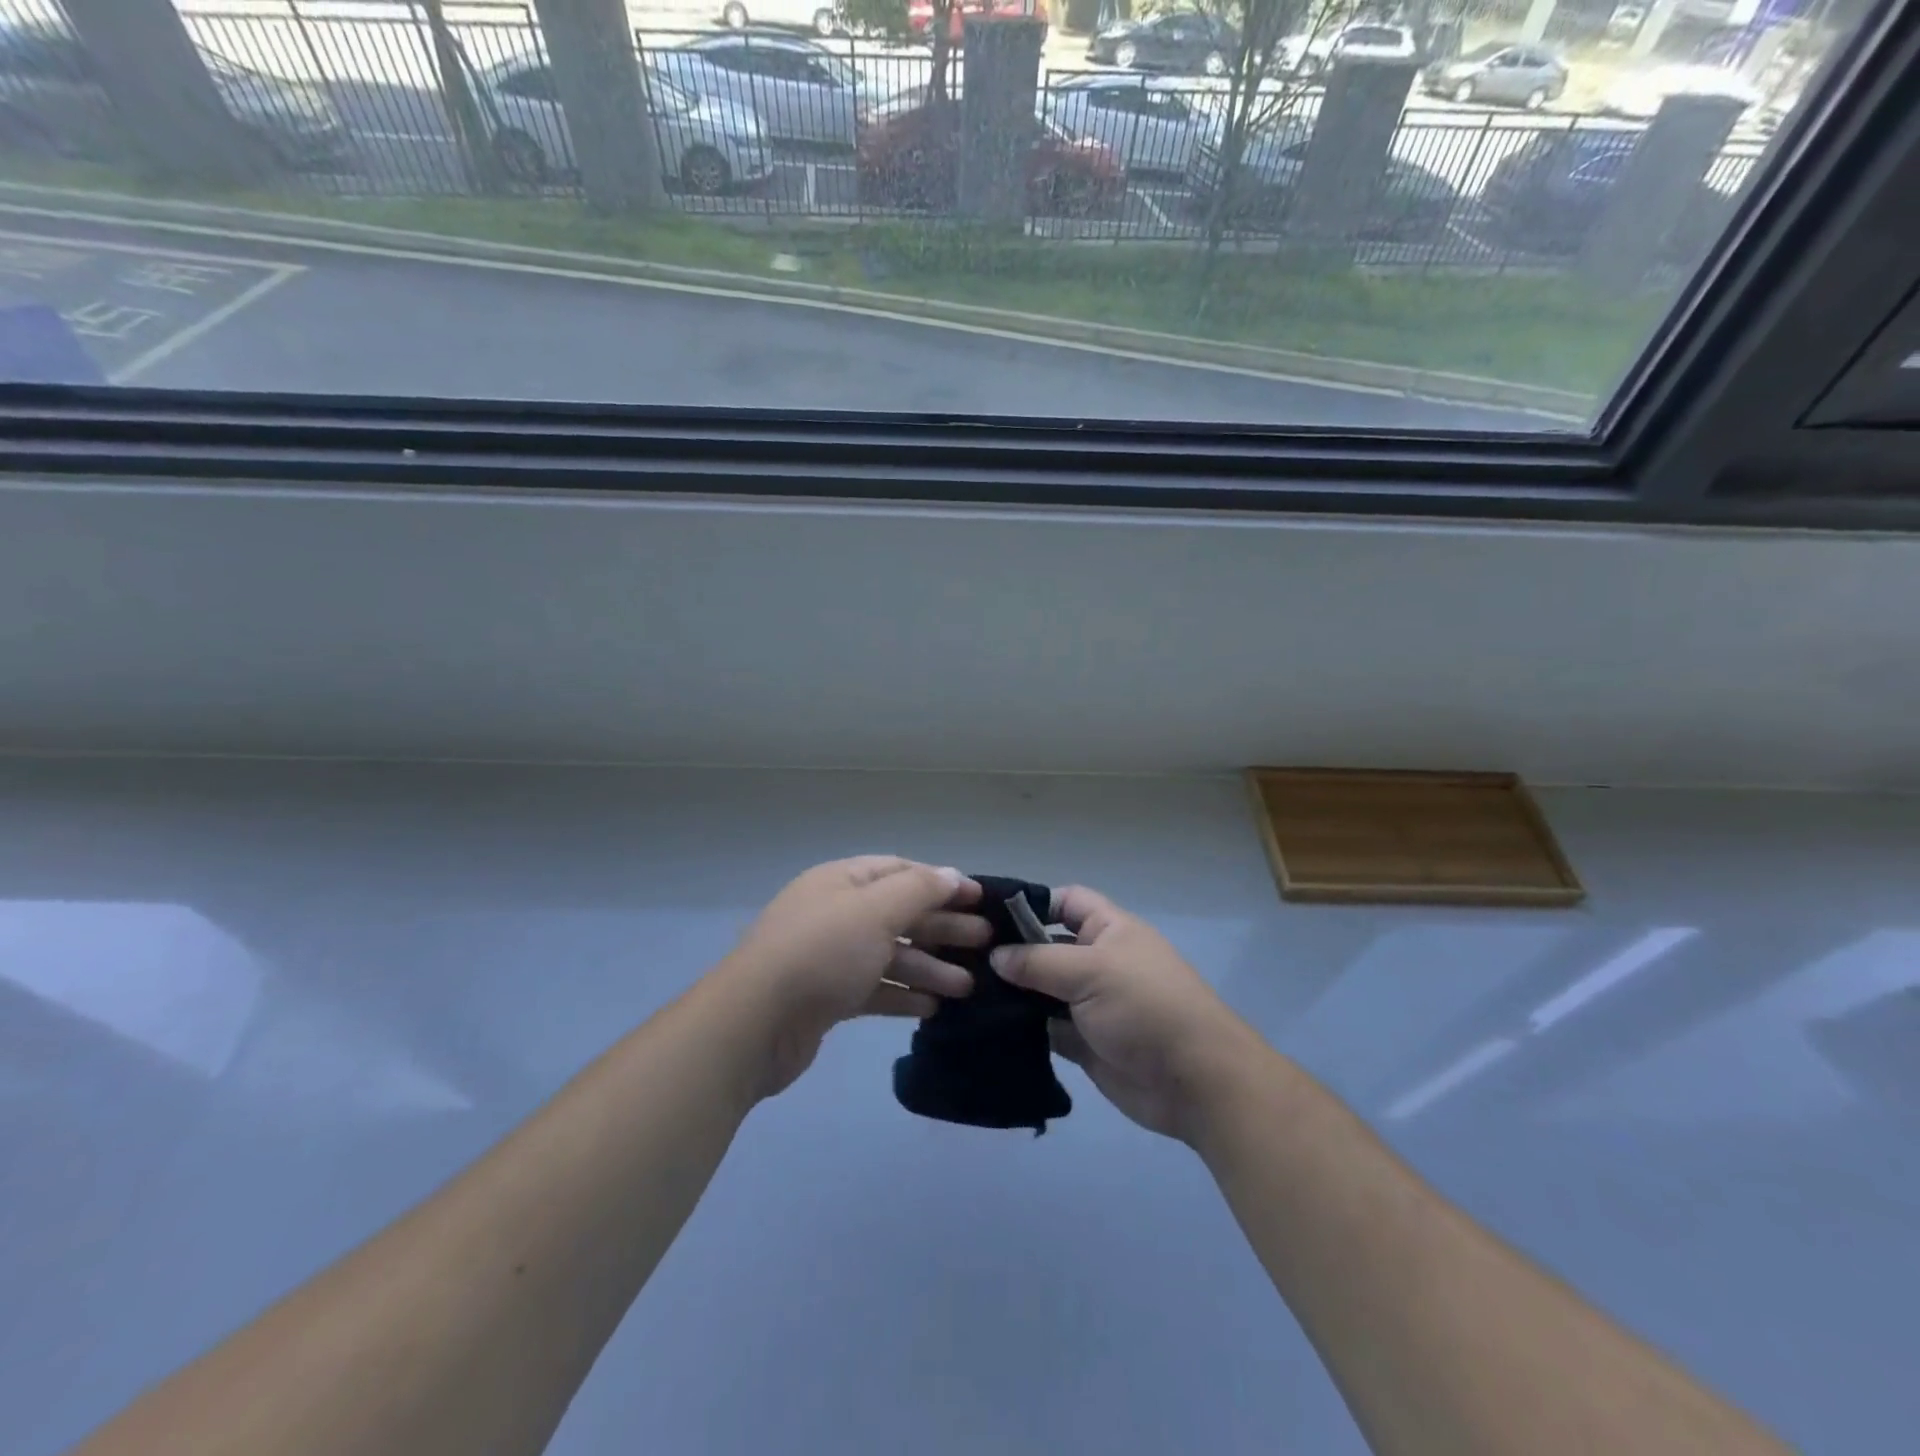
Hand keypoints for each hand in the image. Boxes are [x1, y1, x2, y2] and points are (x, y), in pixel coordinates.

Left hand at [724, 856, 984, 1097]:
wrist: (755, 1024)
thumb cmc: (822, 952)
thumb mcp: (875, 910)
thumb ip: (919, 889)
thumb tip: (953, 874)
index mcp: (842, 881)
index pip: (900, 871)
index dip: (942, 882)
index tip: (980, 898)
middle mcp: (836, 913)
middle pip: (899, 913)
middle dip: (943, 927)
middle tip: (986, 944)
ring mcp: (831, 957)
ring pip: (891, 954)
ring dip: (930, 967)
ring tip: (969, 986)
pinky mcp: (828, 997)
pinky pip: (875, 988)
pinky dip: (904, 994)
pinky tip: (934, 1008)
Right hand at [991, 886, 1260, 1143]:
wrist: (1194, 1082)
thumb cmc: (1146, 1007)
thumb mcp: (1092, 971)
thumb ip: (1039, 961)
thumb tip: (995, 956)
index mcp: (1109, 930)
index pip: (1065, 901)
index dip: (1031, 903)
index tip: (986, 916)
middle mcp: (1098, 961)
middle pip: (1048, 945)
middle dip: (1012, 951)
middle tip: (963, 956)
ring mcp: (1090, 1003)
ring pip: (1042, 989)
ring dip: (1012, 992)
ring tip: (966, 991)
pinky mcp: (1084, 1042)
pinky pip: (1045, 1028)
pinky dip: (1021, 1028)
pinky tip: (985, 1026)